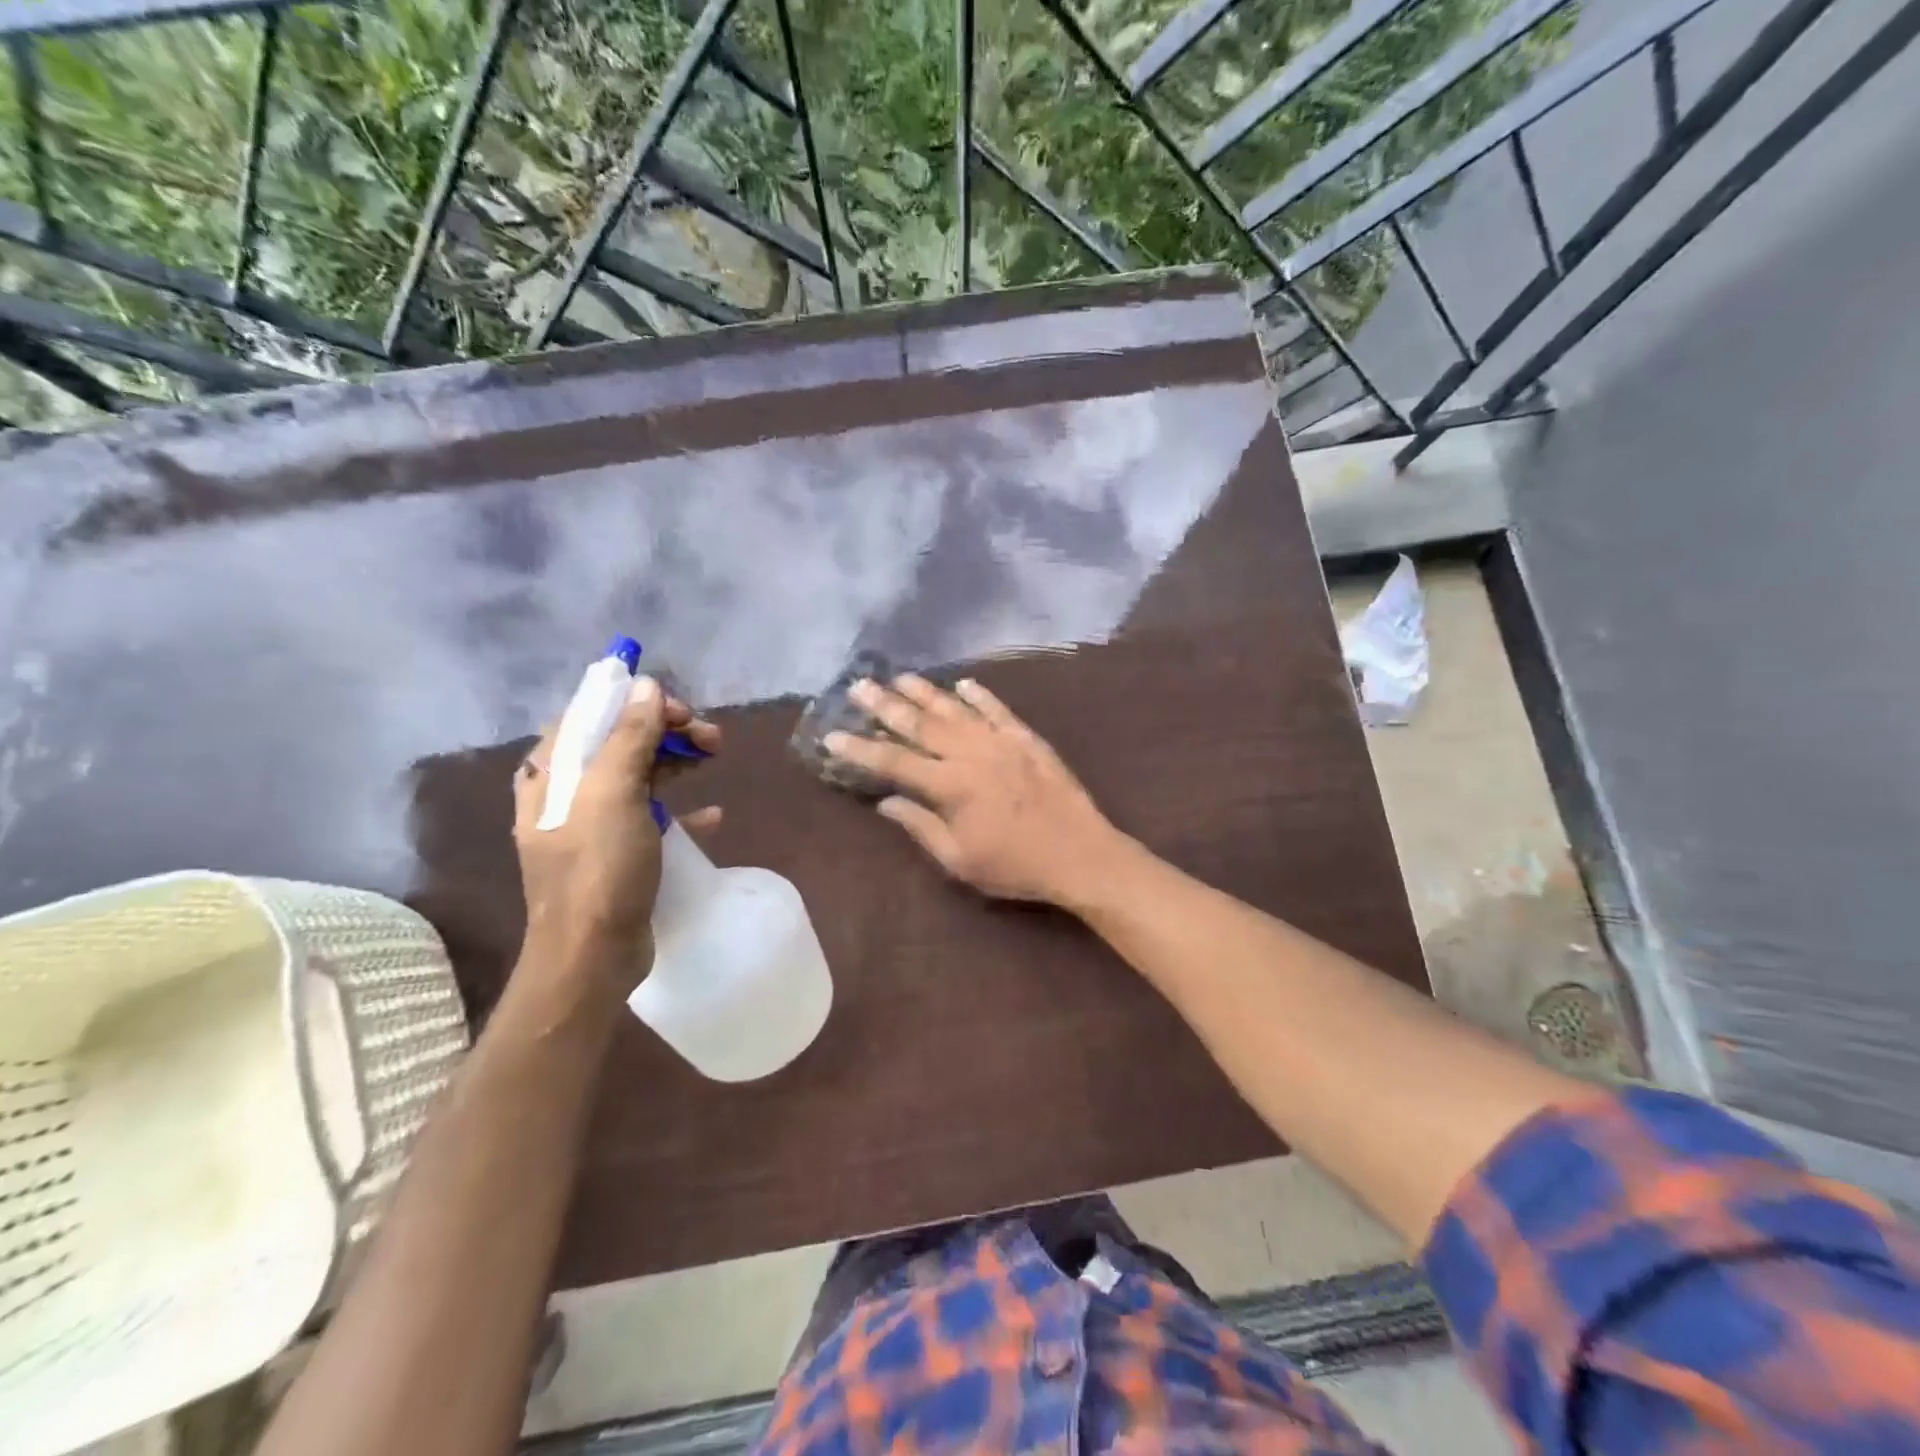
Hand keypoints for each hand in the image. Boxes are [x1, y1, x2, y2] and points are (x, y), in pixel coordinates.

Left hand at [513, 676, 720, 990]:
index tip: (679, 708)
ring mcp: (593, 825)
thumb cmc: (597, 869)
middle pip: (620, 741)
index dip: (635, 702)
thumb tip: (645, 685)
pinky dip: (681, 809)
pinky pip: (652, 817)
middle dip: (666, 730)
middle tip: (710, 735)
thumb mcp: (613, 794)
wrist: (591, 955)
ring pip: (639, 775)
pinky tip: (711, 815)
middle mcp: (567, 792)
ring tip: (717, 757)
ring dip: (678, 761)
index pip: (591, 714)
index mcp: (552, 772)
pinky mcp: (618, 853)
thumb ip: (628, 736)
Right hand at [824, 674, 1122, 906]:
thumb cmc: (1016, 866)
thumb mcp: (960, 860)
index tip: (832, 735)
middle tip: (859, 686)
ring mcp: (1002, 742)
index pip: (894, 762)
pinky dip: (981, 695)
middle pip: (920, 724)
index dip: (860, 749)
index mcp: (951, 786)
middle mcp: (972, 754)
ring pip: (956, 710)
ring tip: (900, 676)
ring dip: (926, 692)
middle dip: (886, 705)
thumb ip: (921, 826)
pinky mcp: (1028, 739)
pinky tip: (965, 684)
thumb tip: (886, 802)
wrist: (1081, 855)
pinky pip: (999, 710)